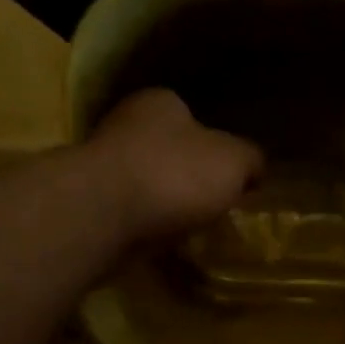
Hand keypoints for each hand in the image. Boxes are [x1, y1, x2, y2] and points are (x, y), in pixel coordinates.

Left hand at [87, 88, 261, 241]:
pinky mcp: (90, 203)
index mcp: (161, 103)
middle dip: (188, 175)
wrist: (105, 215)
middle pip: (167, 149)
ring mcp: (102, 164)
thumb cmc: (175, 174)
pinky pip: (130, 212)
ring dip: (164, 202)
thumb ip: (250, 160)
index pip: (193, 117)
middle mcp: (126, 123)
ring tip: (190, 227)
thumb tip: (254, 168)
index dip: (215, 146)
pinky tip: (161, 240)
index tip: (229, 177)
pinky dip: (145, 224)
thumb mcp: (234, 161)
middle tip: (212, 204)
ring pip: (146, 182)